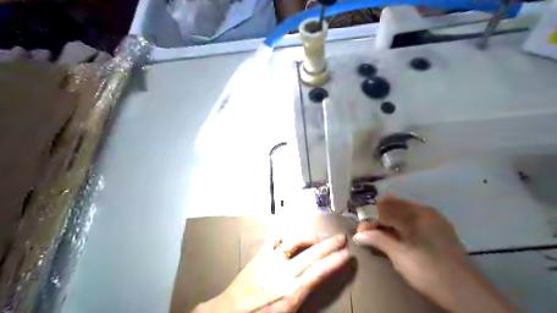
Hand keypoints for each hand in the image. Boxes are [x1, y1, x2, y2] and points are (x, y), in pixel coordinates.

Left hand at [191, 230, 346, 311]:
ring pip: (295, 242)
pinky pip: (274, 238)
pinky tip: (291, 235)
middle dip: (330, 246)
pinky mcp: (260, 255)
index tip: (347, 255)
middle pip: (312, 255)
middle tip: (342, 238)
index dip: (335, 262)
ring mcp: (271, 261)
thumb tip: (315, 284)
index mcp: (292, 292)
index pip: (319, 273)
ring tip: (318, 237)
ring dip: (309, 237)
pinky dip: (285, 234)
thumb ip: (303, 298)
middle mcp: (284, 273)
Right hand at [352, 197, 516, 312]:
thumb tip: (357, 235)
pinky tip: (396, 236)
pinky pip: (413, 218)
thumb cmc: (429, 271)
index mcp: (416, 214)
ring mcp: (433, 218)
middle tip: (368, 232)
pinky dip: (400, 224)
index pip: (384, 209)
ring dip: (388, 220)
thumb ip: (378, 240)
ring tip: (380, 235)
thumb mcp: (400, 256)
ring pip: (403, 211)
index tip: (361, 231)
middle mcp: (424, 210)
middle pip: (393, 206)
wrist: (466, 292)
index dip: (369, 218)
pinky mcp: (438, 228)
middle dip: (378, 217)